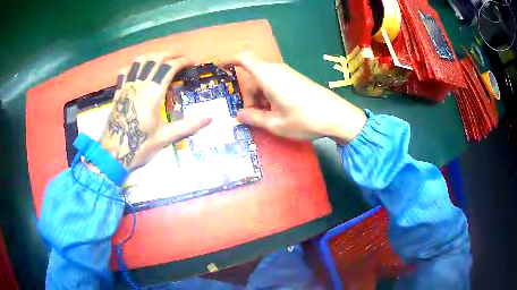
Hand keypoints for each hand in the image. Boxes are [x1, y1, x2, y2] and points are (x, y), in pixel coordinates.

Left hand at [99, 55, 211, 169]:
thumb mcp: (165, 138)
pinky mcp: (118, 93)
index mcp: (153, 93)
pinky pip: (125, 72)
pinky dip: (134, 65)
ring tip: (161, 58)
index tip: (192, 61)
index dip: (183, 61)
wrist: (112, 155)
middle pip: (155, 59)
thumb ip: (188, 125)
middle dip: (170, 54)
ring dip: (152, 55)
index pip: (169, 67)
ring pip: (139, 61)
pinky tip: (137, 69)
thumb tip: (211, 117)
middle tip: (180, 56)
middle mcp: (139, 84)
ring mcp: (126, 87)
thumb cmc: (139, 146)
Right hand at [228, 53, 366, 141]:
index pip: (244, 59)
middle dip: (249, 95)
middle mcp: (277, 70)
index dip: (229, 60)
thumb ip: (254, 118)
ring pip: (265, 81)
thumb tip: (239, 115)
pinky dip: (271, 96)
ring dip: (261, 98)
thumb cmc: (304, 119)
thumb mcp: (275, 123)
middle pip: (253, 76)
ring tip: (269, 118)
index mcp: (268, 75)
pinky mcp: (296, 80)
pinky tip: (280, 112)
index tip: (219, 67)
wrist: (337, 116)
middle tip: (252, 116)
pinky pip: (276, 84)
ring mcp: (288, 74)